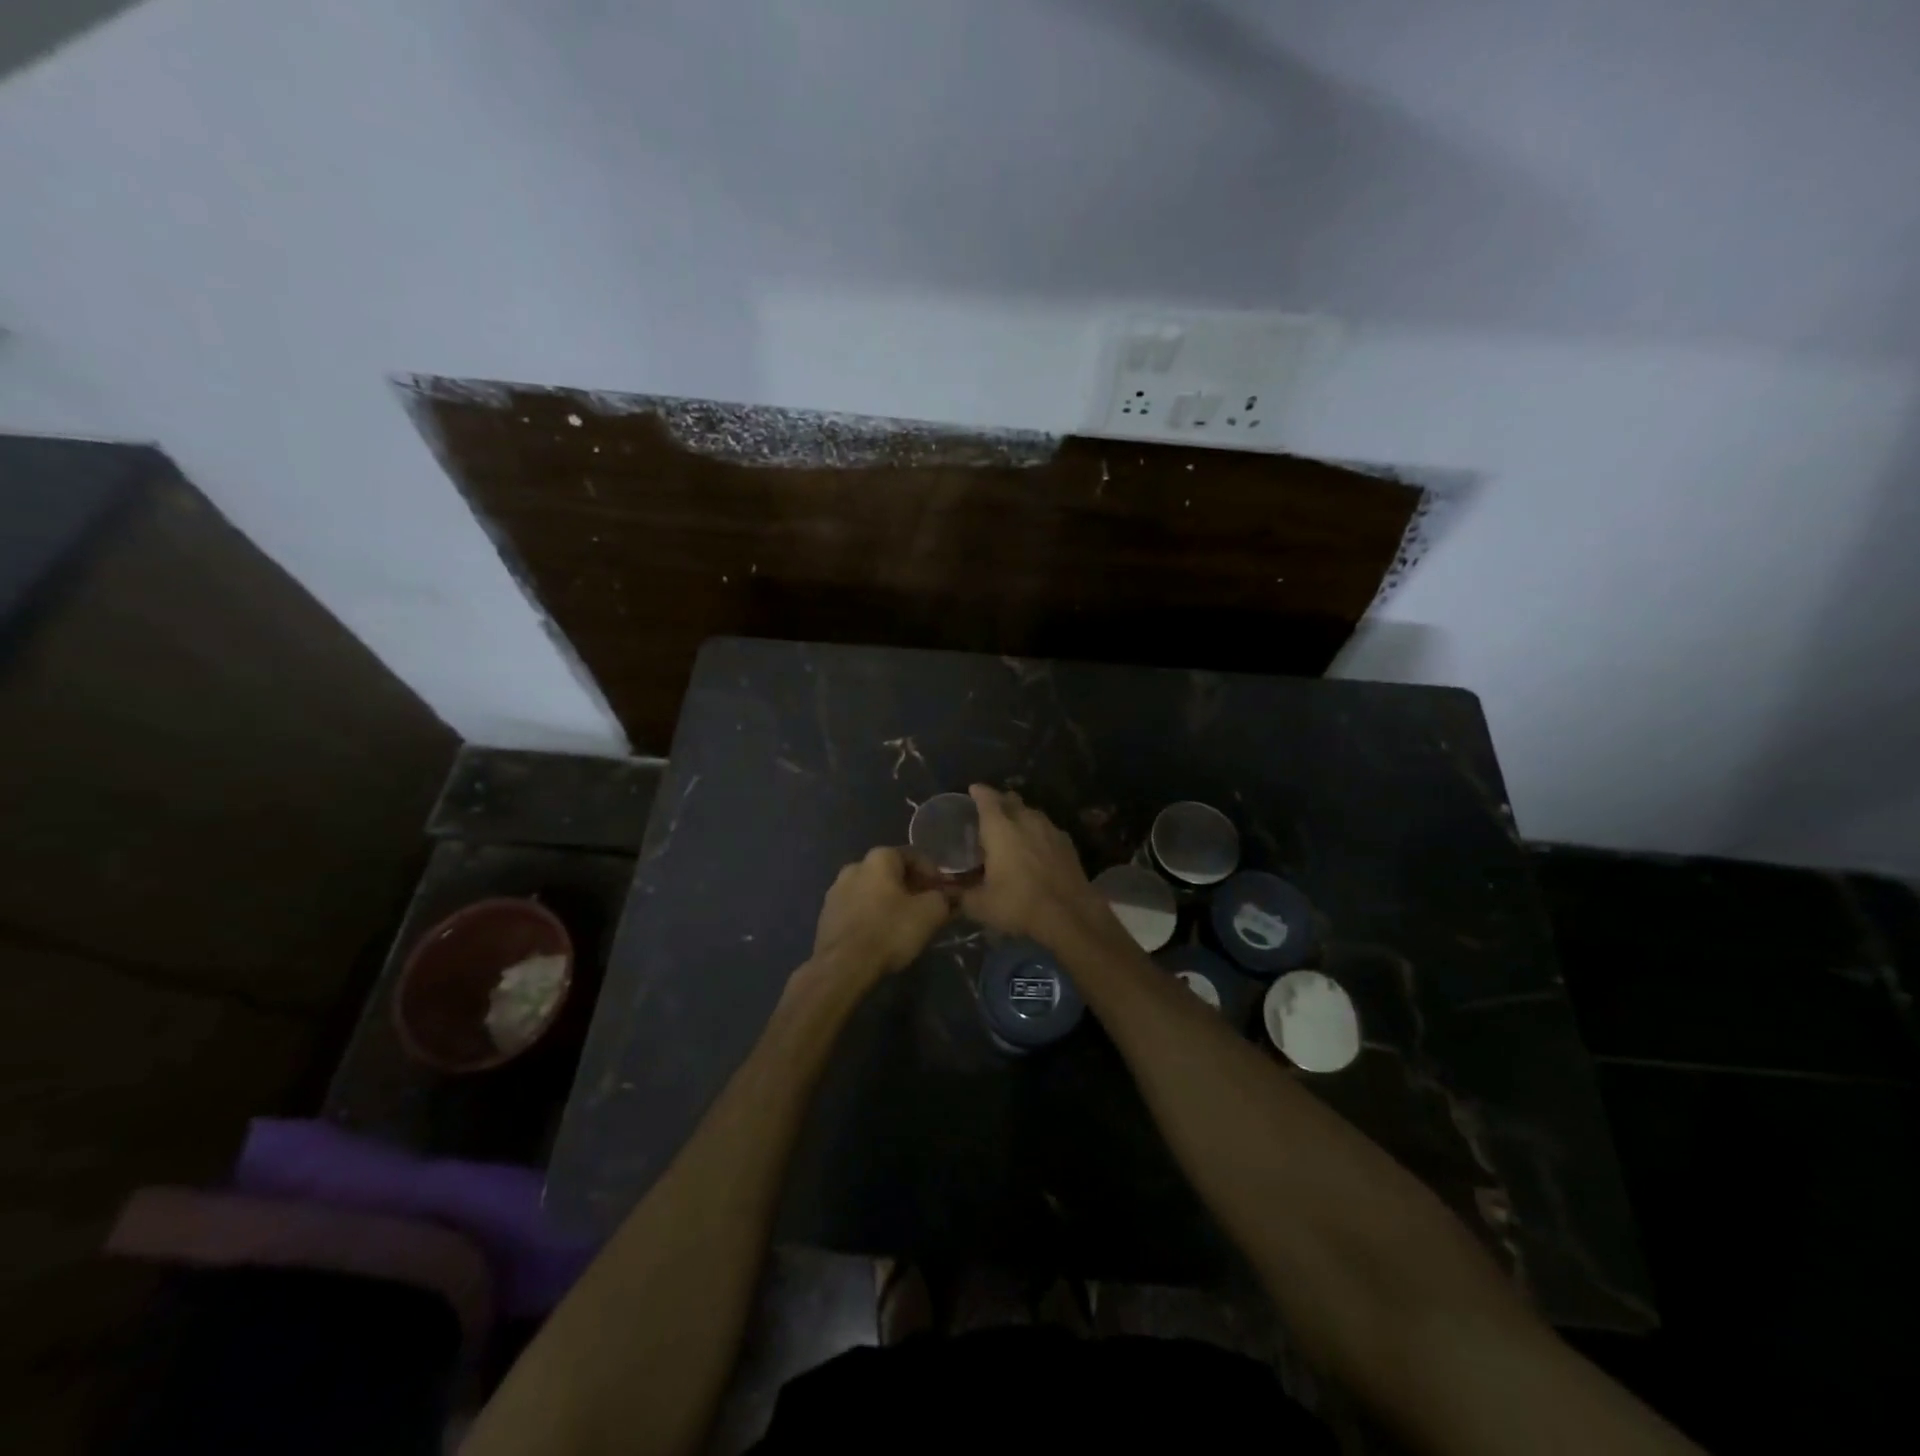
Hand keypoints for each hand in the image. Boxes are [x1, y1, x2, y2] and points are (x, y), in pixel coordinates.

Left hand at [810, 846, 952, 979]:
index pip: (913, 856)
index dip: (933, 873)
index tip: (944, 892)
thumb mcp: (930, 913)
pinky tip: (882, 934)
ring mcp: (836, 891)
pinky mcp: (826, 916)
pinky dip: (872, 915)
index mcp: (879, 858)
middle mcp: (854, 866)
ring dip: (890, 901)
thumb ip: (944, 898)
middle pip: (891, 873)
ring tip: (905, 923)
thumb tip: (950, 895)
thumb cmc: (889, 931)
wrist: (842, 966)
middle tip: (927, 907)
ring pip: (872, 891)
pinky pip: (857, 909)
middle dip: (911, 887)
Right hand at [960, 785, 1102, 946]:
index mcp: (1000, 828)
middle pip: (1011, 800)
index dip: (979, 792)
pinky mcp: (1067, 843)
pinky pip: (1047, 828)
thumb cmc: (1018, 904)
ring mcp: (1050, 829)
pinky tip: (1036, 846)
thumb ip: (961, 895)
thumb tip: (949, 893)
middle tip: (990, 810)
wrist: (1070, 914)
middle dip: (1000, 800)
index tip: (973, 790)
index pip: (987, 799)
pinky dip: (1038, 832)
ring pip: (1032, 812)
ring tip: (1013, 827)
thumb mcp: (979, 905)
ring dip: (1020, 815)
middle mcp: (1025, 820)